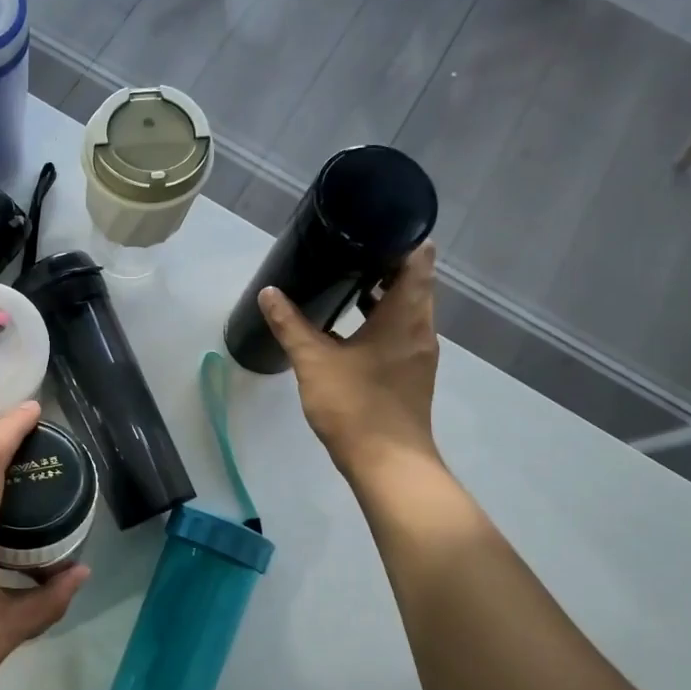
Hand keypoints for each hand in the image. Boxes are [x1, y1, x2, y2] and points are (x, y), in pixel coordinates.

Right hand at [257, 245, 443, 477]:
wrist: (387, 464)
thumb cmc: (355, 405)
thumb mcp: (314, 361)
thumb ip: (291, 325)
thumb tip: (269, 293)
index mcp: (405, 316)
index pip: (417, 261)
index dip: (401, 238)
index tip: (373, 226)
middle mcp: (421, 329)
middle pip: (414, 283)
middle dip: (385, 264)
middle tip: (349, 249)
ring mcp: (419, 353)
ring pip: (407, 309)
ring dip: (382, 295)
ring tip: (345, 282)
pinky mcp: (411, 374)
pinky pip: (400, 332)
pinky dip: (381, 320)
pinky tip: (349, 328)